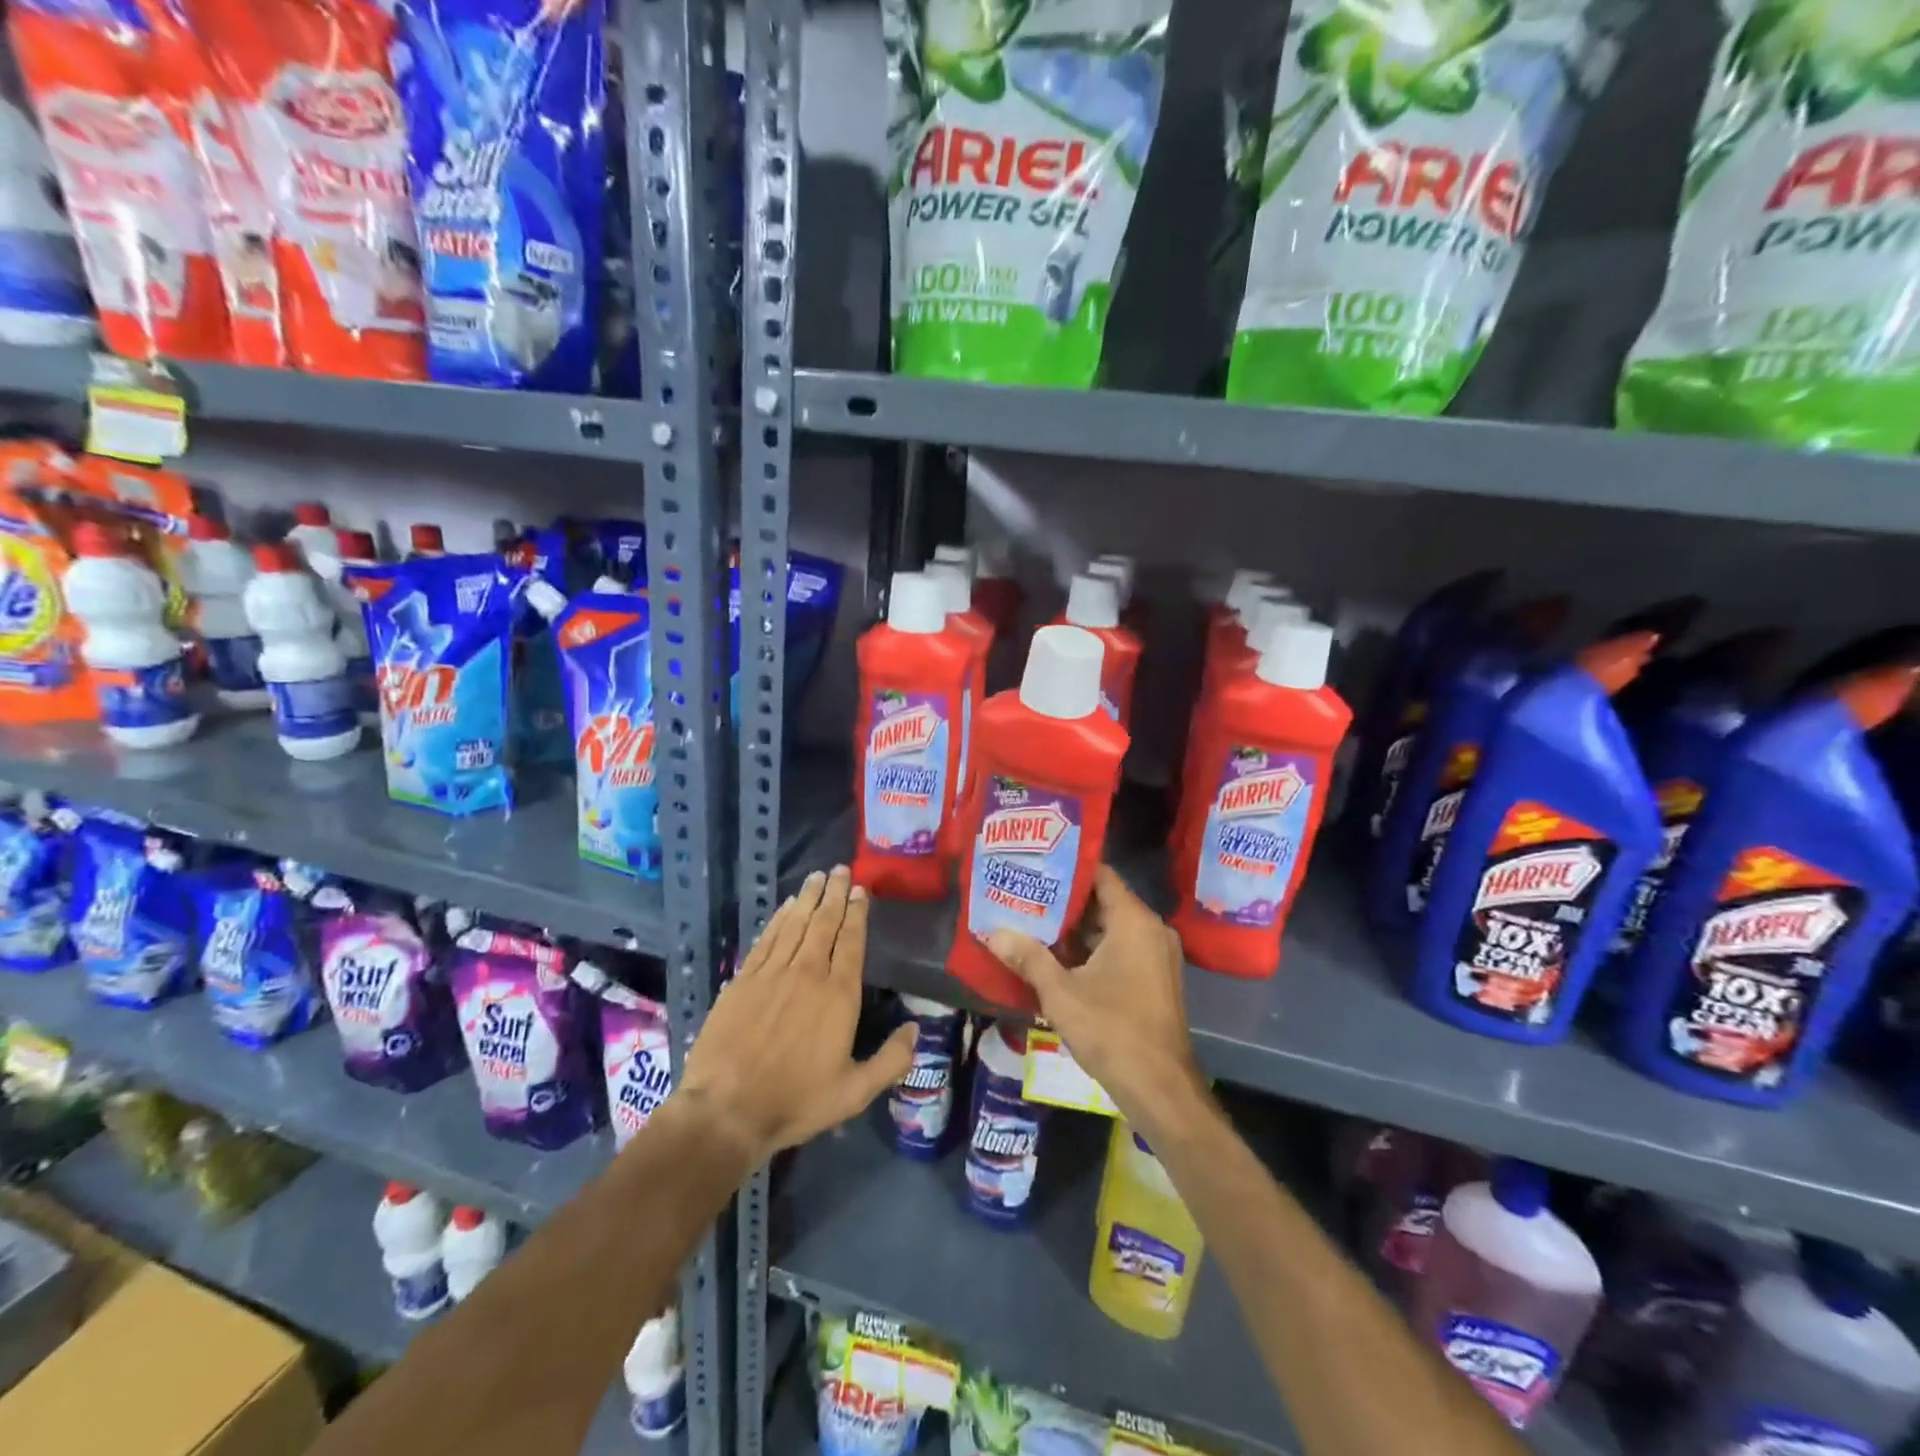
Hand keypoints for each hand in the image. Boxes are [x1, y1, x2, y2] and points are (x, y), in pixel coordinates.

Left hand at [678, 866, 915, 1165]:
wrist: (727, 1110)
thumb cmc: (796, 1101)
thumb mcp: (855, 1092)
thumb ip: (891, 1060)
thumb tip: (916, 1029)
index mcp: (839, 995)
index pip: (851, 941)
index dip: (857, 913)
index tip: (861, 890)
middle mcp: (808, 973)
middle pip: (824, 923)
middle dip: (835, 893)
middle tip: (841, 869)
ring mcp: (772, 973)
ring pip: (795, 924)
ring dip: (808, 898)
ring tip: (817, 877)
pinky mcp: (743, 980)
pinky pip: (767, 939)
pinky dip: (779, 919)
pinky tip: (786, 907)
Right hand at [986, 866, 1208, 1133]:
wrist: (1160, 1089)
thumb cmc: (1111, 1030)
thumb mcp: (1060, 993)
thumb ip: (1028, 957)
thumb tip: (993, 933)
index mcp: (1134, 921)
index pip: (1100, 874)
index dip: (1067, 868)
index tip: (1035, 865)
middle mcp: (1151, 929)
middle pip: (1104, 901)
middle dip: (1064, 901)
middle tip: (1024, 895)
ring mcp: (1156, 955)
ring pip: (1111, 928)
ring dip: (1075, 929)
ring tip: (1032, 923)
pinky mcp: (1155, 978)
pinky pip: (1121, 949)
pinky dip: (1092, 950)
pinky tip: (1057, 958)